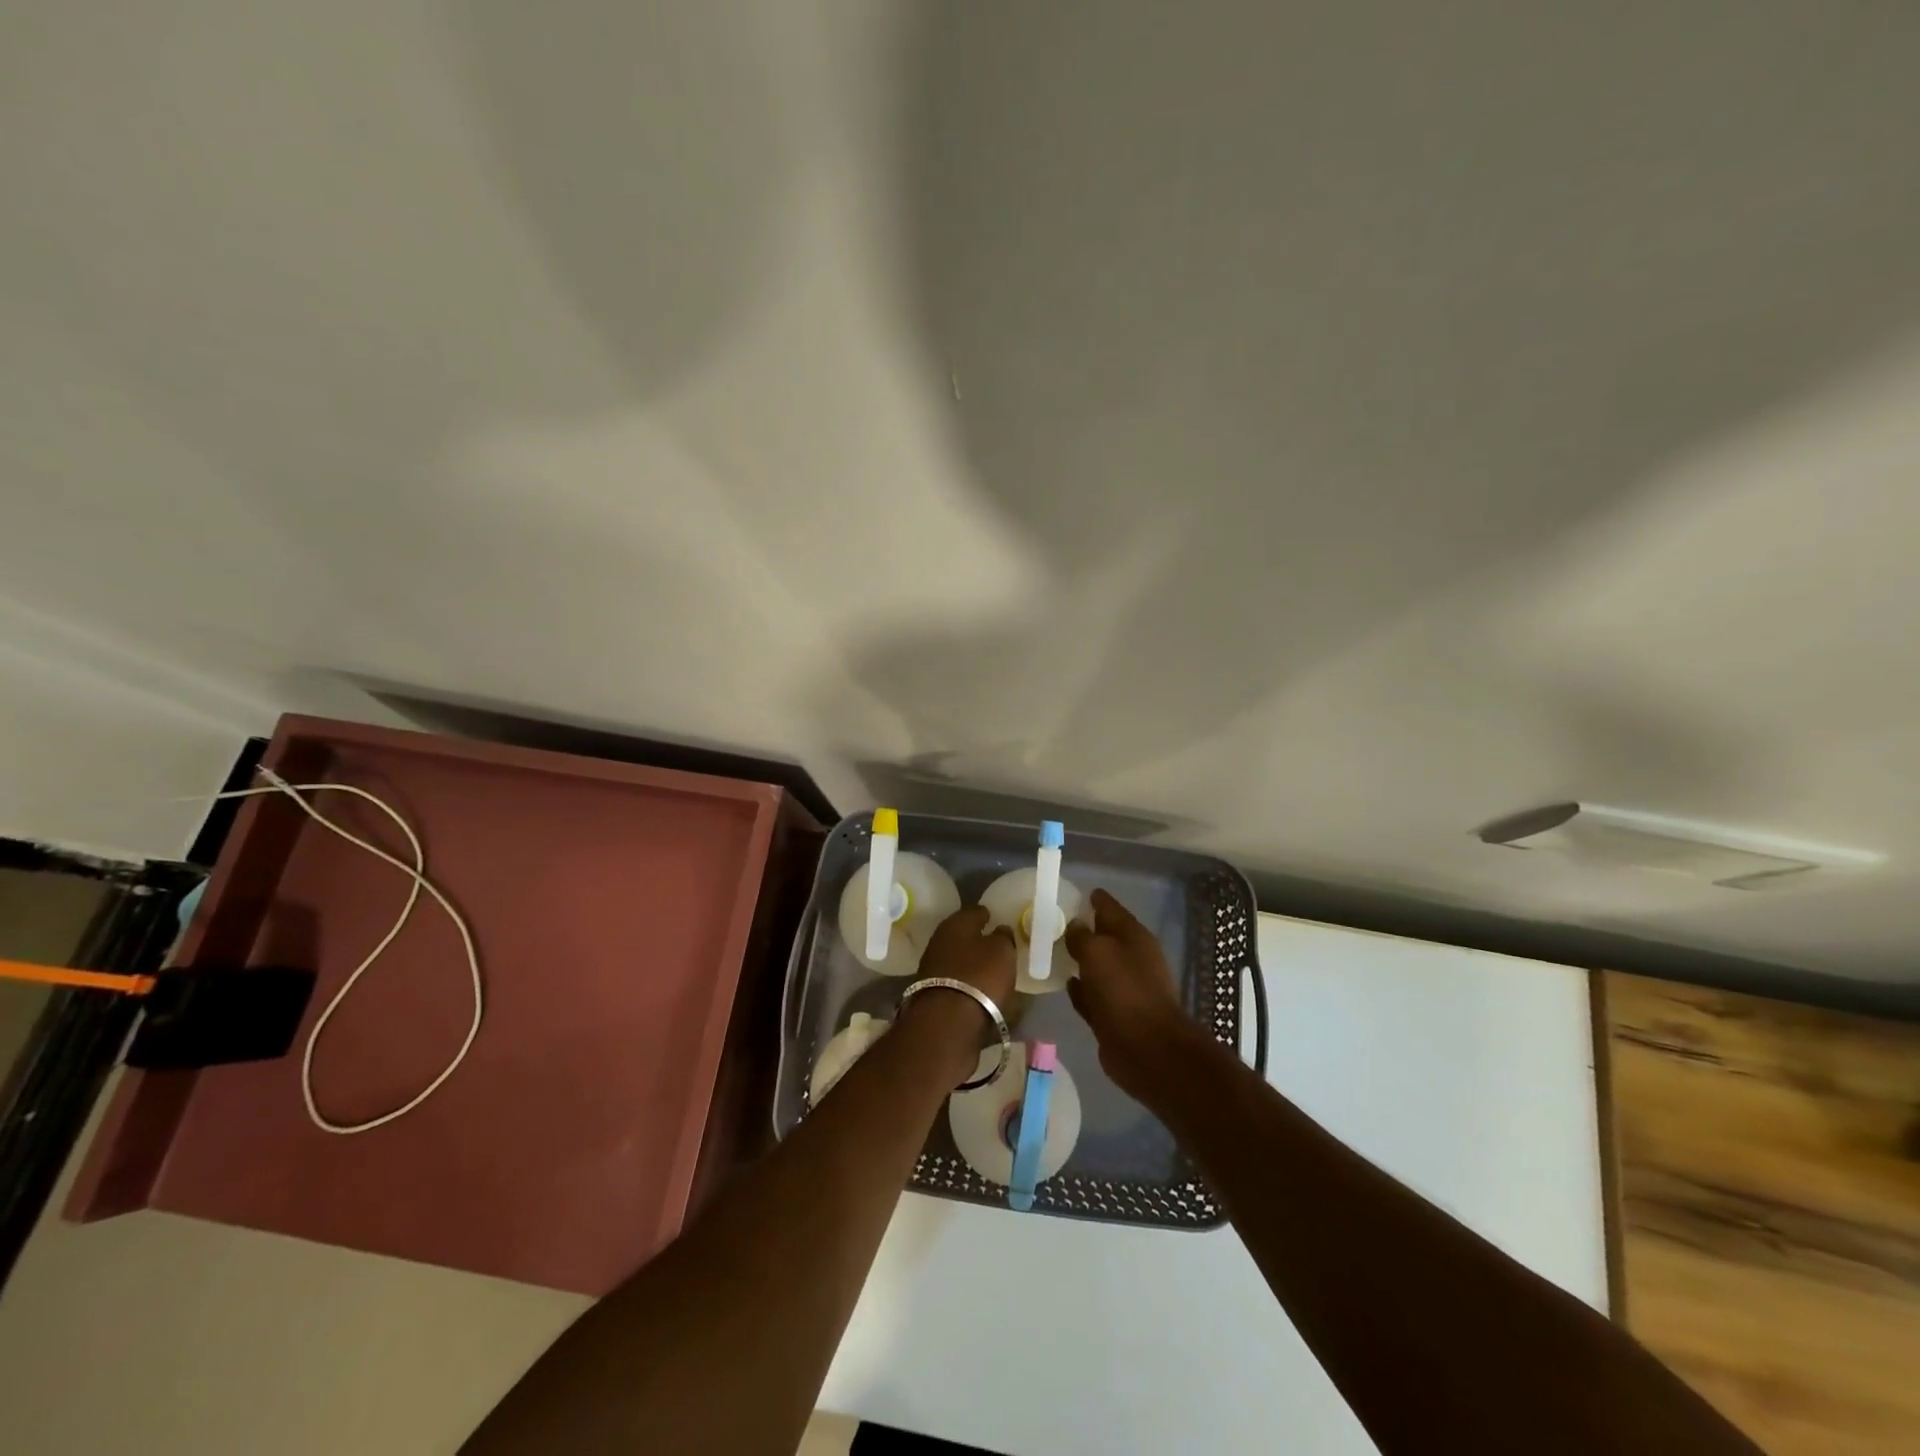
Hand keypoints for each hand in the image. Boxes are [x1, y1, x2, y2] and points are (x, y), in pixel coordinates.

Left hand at [900, 905, 1017, 1084]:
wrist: (947, 1024)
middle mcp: (939, 941)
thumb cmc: (980, 977)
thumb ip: (1003, 937)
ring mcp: (932, 969)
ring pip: (958, 960)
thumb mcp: (1003, 951)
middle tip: (997, 945)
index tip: (998, 918)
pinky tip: (981, 990)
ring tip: (992, 970)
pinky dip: (968, 984)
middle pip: (963, 936)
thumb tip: (999, 930)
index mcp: (956, 924)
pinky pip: (956, 982)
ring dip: (972, 963)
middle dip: (978, 939)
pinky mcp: (932, 995)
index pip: (974, 912)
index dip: (988, 914)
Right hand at [1063, 889, 1203, 1098]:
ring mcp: (1124, 989)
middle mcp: (1131, 959)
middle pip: (1104, 937)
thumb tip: (1075, 926)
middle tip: (1054, 923)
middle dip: (1084, 930)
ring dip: (1080, 960)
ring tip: (1053, 951)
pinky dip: (1080, 989)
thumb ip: (1082, 936)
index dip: (1094, 899)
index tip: (1075, 893)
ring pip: (1097, 967)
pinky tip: (1065, 984)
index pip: (1110, 908)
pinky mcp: (1114, 1016)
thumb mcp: (1098, 953)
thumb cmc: (1124, 991)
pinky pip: (1092, 995)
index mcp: (1133, 937)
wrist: (1148, 1050)